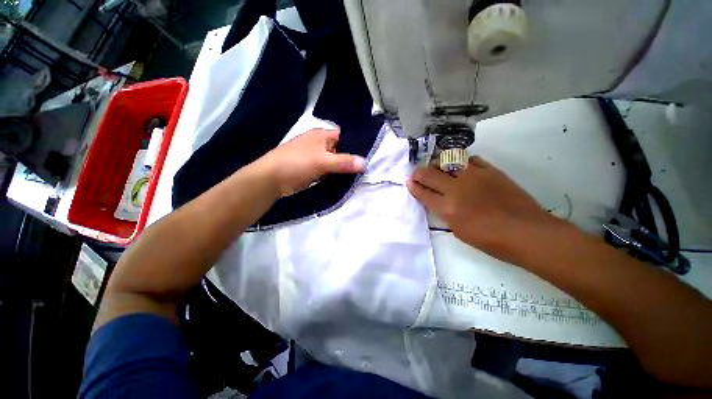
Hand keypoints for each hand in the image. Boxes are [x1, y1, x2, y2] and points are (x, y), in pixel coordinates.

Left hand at [256, 128, 365, 195]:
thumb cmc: (296, 164)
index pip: (345, 137)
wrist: (271, 179)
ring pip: (335, 162)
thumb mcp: (322, 161)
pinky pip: (329, 171)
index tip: (370, 155)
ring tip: (360, 175)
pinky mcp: (313, 169)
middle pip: (341, 150)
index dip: (357, 145)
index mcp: (322, 135)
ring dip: (344, 168)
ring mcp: (315, 157)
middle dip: (352, 159)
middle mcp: (320, 144)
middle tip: (367, 168)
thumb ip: (344, 162)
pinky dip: (336, 175)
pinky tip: (346, 180)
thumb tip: (365, 163)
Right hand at [407, 156, 561, 263]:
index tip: (409, 182)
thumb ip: (445, 213)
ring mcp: (474, 176)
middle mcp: (456, 188)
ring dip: (438, 165)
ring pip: (448, 162)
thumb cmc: (491, 240)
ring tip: (437, 168)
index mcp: (447, 208)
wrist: (527, 232)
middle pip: (430, 174)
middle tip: (417, 174)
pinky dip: (462, 162)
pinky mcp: (490, 171)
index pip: (423, 193)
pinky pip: (471, 160)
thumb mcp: (459, 231)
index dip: (414, 187)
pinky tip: (462, 167)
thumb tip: (439, 202)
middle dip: (419, 173)